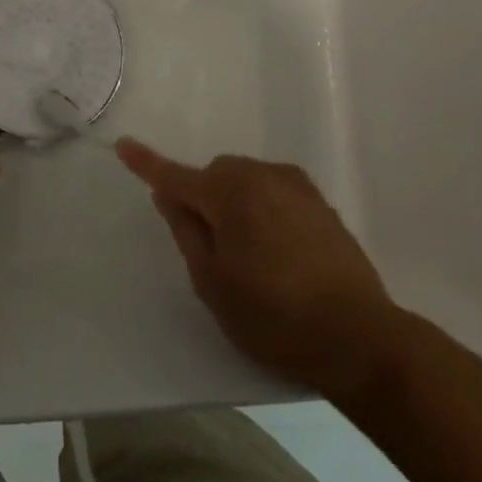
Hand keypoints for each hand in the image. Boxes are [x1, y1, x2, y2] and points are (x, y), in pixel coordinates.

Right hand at [117, 139, 405, 397]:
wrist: (358, 337)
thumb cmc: (273, 317)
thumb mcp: (212, 283)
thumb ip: (186, 231)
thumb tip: (169, 195)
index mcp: (230, 195)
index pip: (175, 176)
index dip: (146, 163)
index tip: (123, 145)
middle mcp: (262, 177)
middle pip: (214, 174)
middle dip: (202, 197)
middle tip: (210, 248)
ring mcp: (295, 186)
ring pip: (244, 180)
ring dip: (233, 201)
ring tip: (249, 254)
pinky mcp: (319, 201)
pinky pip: (272, 189)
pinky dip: (260, 206)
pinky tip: (277, 249)